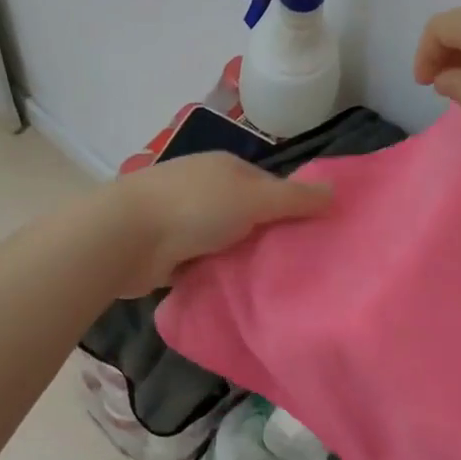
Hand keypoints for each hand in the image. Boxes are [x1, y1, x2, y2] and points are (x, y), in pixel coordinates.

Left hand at [108, 151, 332, 294]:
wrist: (125, 238)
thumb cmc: (195, 208)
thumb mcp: (254, 198)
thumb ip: (294, 198)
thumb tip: (335, 191)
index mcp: (225, 167)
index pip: (270, 185)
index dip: (291, 207)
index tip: (312, 237)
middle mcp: (205, 187)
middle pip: (248, 213)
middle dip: (266, 236)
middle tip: (296, 266)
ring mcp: (183, 218)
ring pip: (226, 240)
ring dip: (240, 258)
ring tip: (270, 285)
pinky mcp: (167, 249)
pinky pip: (203, 262)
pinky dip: (215, 274)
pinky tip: (234, 293)